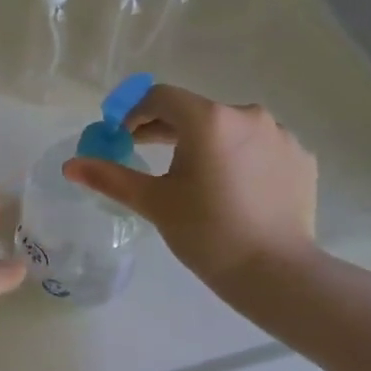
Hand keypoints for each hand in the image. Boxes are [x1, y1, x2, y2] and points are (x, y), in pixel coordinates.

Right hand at [63, 84, 317, 289]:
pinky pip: (260, 147)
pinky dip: (241, 158)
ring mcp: (280, 135)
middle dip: (168, 128)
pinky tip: (234, 189)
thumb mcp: (154, 202)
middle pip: (197, 111)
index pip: (162, 97)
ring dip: (207, 143)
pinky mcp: (300, 157)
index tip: (123, 136)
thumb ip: (110, 177)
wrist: (276, 273)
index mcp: (209, 119)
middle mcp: (248, 115)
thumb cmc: (207, 233)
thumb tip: (70, 165)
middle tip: (147, 151)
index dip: (136, 112)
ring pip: (230, 129)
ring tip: (195, 176)